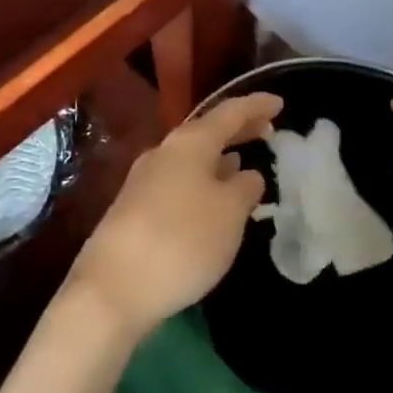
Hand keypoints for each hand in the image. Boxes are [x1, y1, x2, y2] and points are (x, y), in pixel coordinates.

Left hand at [66, 92, 282, 344]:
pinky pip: (180, 182)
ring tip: (244, 164)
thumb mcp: (229, 214)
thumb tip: (246, 174)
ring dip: (219, 158)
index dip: (256, 106)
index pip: (229, 112)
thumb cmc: (182, 241)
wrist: (112, 289)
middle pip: (207, 132)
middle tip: (267, 131)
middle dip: (238, 130)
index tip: (280, 103)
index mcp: (189, 143)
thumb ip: (245, 188)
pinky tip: (212, 199)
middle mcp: (164, 152)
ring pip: (192, 158)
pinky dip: (203, 180)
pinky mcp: (135, 209)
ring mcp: (144, 180)